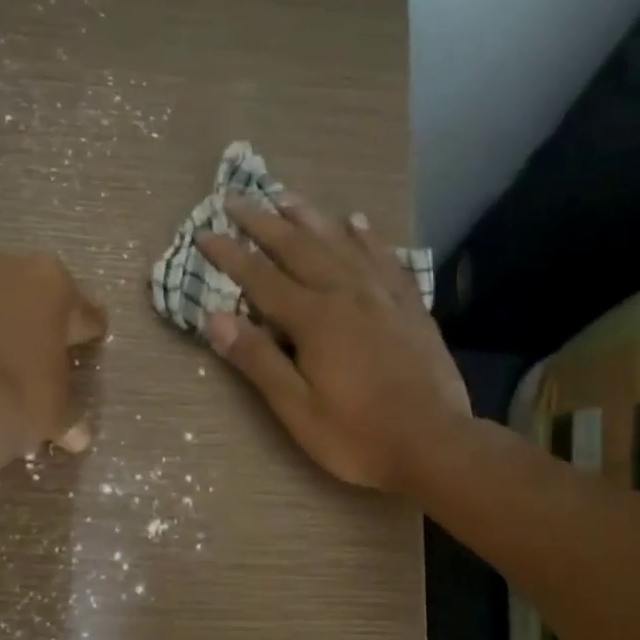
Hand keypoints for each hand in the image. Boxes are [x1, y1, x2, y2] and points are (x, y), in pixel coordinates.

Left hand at [0, 247, 106, 472]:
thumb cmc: (15, 406)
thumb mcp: (54, 415)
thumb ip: (68, 415)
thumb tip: (78, 436)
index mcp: (51, 284)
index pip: (79, 308)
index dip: (80, 330)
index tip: (79, 345)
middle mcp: (1, 262)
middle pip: (19, 284)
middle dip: (20, 310)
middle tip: (18, 347)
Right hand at [197, 194, 469, 491]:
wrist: (434, 443)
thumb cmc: (357, 436)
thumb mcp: (297, 409)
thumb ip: (258, 360)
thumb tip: (214, 318)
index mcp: (314, 319)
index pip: (261, 278)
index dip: (230, 255)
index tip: (204, 233)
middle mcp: (346, 294)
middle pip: (299, 248)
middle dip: (264, 223)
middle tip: (237, 199)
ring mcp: (383, 297)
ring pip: (340, 244)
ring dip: (311, 218)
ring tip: (287, 196)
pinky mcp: (410, 307)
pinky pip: (385, 260)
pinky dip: (368, 238)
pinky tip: (358, 223)